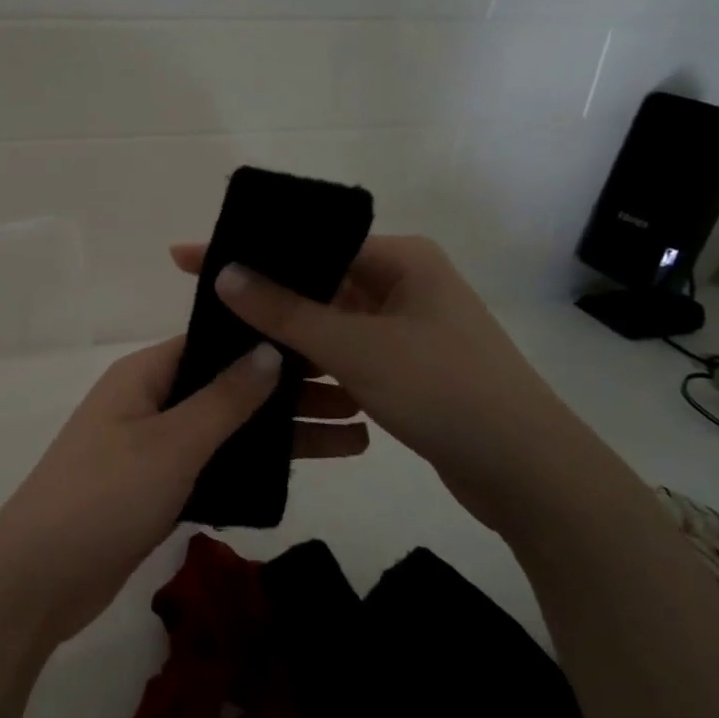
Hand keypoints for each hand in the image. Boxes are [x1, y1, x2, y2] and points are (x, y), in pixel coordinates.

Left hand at [0, 336, 368, 647]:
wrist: (38, 580)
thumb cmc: (104, 496)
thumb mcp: (170, 443)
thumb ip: (224, 399)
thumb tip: (270, 349)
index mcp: (144, 374)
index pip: (214, 341)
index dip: (268, 341)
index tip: (328, 343)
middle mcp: (148, 401)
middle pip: (227, 386)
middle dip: (287, 393)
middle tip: (360, 397)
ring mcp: (151, 447)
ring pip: (225, 430)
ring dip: (278, 433)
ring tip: (353, 438)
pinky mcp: (155, 489)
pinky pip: (212, 466)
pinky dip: (251, 467)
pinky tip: (300, 472)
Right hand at [171, 236, 593, 532]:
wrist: (529, 474)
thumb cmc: (444, 392)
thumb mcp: (356, 348)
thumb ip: (285, 312)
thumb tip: (223, 273)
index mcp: (401, 259)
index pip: (309, 243)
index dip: (249, 249)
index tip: (189, 256)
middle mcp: (404, 283)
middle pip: (317, 278)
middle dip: (262, 290)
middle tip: (200, 296)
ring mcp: (406, 326)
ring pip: (329, 318)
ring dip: (285, 329)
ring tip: (223, 334)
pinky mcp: (404, 365)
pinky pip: (344, 350)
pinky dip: (311, 359)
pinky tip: (270, 370)